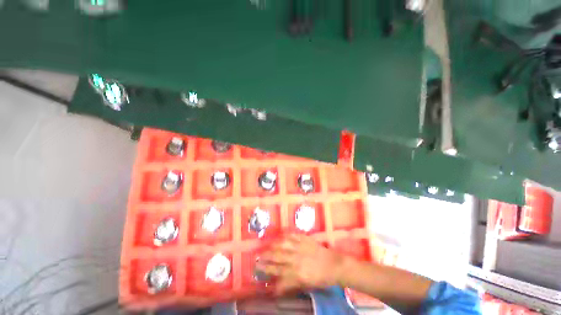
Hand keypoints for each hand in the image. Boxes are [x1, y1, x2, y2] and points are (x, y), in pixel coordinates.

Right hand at [257, 234, 345, 295]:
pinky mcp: (304, 239)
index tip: (258, 270)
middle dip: (265, 257)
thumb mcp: (305, 284)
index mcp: (296, 273)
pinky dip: (285, 236)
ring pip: (282, 245)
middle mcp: (296, 260)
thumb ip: (290, 284)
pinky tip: (280, 237)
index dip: (266, 271)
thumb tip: (277, 287)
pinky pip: (292, 236)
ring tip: (266, 246)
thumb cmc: (320, 278)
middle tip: (257, 257)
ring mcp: (300, 247)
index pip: (277, 272)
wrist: (333, 265)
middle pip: (277, 257)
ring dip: (273, 246)